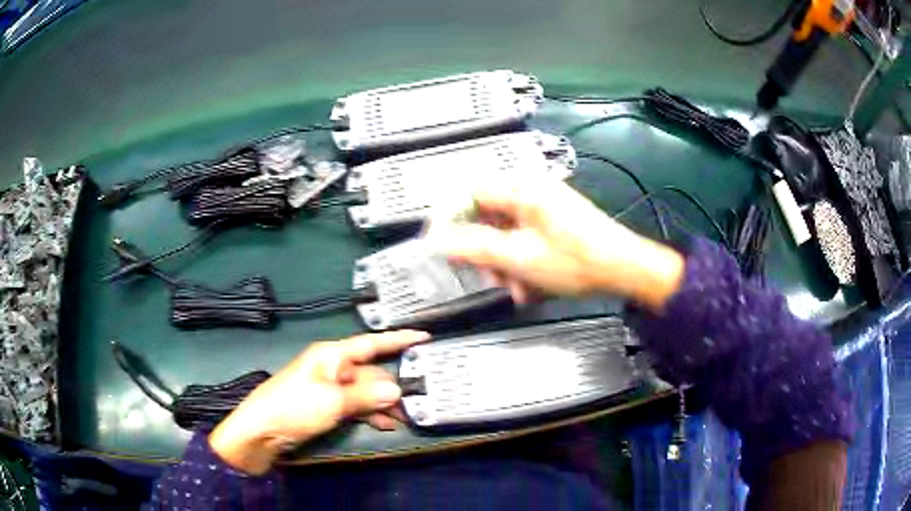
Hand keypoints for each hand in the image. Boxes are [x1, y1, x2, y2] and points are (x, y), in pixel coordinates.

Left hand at [209, 330, 429, 474]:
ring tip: (406, 420)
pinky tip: (385, 426)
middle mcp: (333, 368)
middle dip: (394, 387)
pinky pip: (356, 407)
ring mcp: (330, 389)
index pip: (371, 343)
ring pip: (366, 393)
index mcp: (332, 356)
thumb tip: (398, 390)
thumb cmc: (294, 407)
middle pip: (372, 373)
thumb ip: (367, 395)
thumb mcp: (332, 401)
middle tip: (420, 403)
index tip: (425, 337)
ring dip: (384, 406)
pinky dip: (370, 415)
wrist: (260, 432)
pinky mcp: (327, 407)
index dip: (398, 339)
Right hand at [434, 178, 684, 309]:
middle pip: (489, 216)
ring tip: (517, 289)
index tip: (441, 243)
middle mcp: (532, 192)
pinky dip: (523, 262)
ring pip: (507, 233)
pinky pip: (526, 239)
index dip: (450, 216)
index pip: (470, 192)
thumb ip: (474, 247)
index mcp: (522, 190)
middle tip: (490, 276)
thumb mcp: (519, 257)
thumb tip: (438, 241)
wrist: (625, 269)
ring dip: (505, 263)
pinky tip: (531, 287)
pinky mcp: (556, 223)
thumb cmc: (574, 261)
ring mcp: (546, 207)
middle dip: (485, 250)